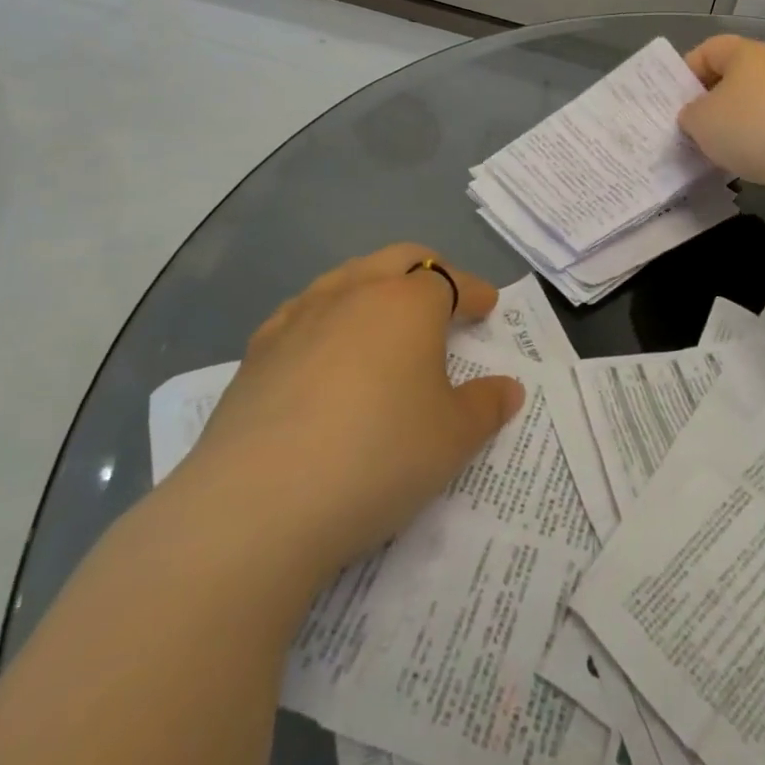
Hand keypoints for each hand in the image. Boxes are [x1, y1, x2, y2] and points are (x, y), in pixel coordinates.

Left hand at [176, 244, 523, 579]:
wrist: (257, 505)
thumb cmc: (377, 456)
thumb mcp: (452, 438)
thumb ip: (486, 406)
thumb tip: (508, 388)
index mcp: (407, 303)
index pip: (451, 280)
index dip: (473, 292)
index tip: (487, 307)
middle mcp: (353, 293)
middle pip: (398, 259)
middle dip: (427, 270)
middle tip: (444, 298)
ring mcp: (298, 317)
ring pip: (346, 277)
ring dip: (374, 287)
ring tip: (385, 319)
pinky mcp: (256, 352)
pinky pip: (301, 313)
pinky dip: (327, 317)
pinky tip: (325, 350)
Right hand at [680, 35, 764, 210]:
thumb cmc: (749, 126)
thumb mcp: (700, 121)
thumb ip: (688, 114)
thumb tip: (695, 116)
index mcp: (743, 52)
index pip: (706, 50)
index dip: (685, 73)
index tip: (673, 103)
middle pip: (729, 79)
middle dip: (707, 103)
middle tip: (688, 129)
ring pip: (748, 106)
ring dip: (729, 126)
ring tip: (712, 151)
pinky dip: (752, 142)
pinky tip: (742, 162)